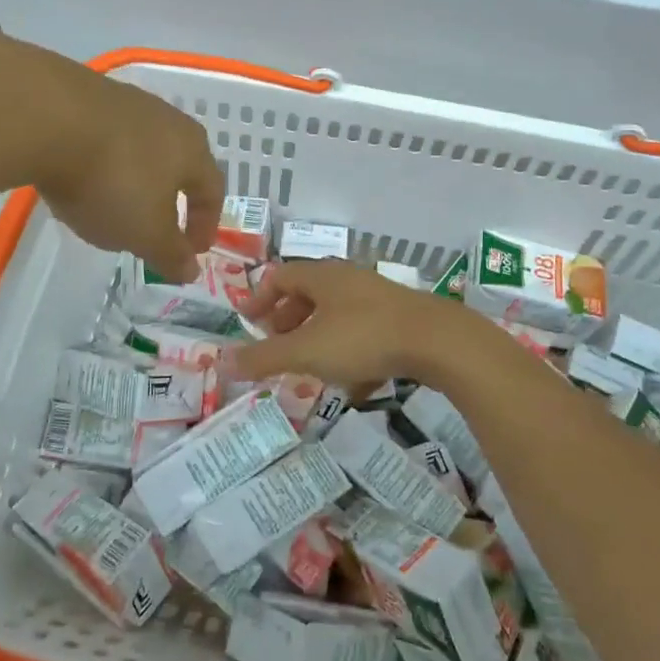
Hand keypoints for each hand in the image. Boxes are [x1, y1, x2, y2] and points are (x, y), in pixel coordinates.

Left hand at [0, 35, 222, 281]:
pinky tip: (79, 177)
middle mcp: (166, 119)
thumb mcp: (145, 233)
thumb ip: (171, 254)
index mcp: (192, 150)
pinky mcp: (84, 94)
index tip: (191, 252)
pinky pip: (103, 137)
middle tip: (156, 227)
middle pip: (177, 163)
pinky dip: (100, 161)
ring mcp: (124, 102)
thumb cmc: (112, 181)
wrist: (46, 117)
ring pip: (140, 148)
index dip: (204, 224)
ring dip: (134, 178)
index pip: (212, 190)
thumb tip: (191, 270)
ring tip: (113, 204)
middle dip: (170, 197)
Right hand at [222, 260, 474, 388]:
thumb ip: (263, 358)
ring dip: (318, 338)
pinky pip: (364, 331)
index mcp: (322, 276)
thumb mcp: (306, 352)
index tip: (247, 323)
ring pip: (337, 314)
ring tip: (311, 368)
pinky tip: (355, 384)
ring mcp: (378, 297)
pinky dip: (350, 352)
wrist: (438, 341)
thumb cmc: (363, 338)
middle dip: (288, 320)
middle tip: (276, 346)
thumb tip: (221, 361)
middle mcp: (348, 279)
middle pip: (308, 293)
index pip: (280, 276)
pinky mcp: (401, 318)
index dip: (259, 298)